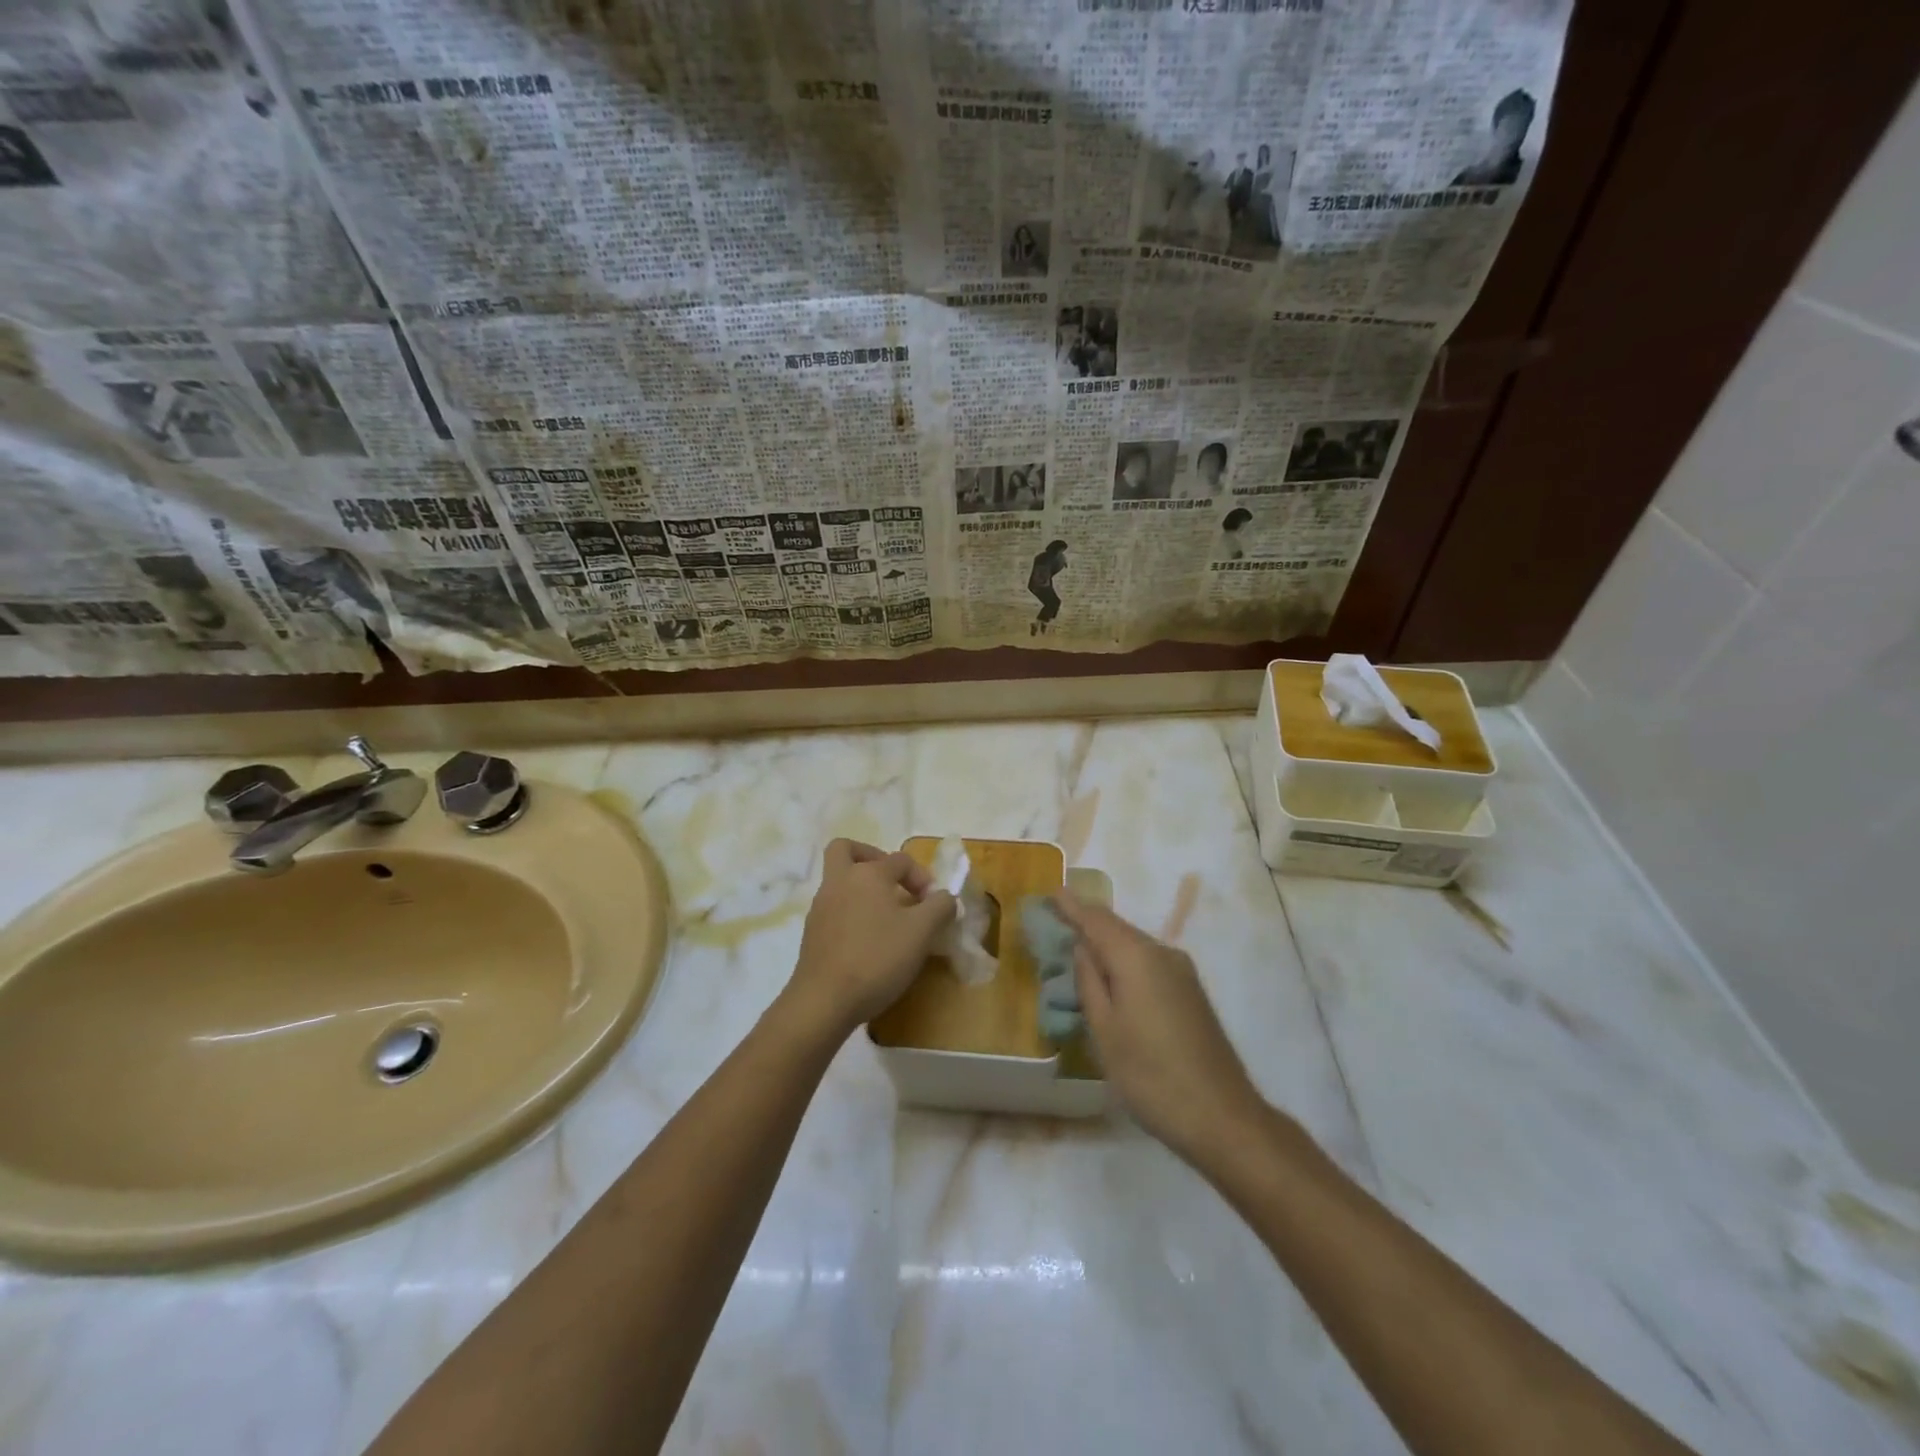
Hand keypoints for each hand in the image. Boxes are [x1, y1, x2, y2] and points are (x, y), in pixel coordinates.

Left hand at [786, 839, 954, 1037]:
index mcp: (867, 874)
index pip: (900, 860)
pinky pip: (834, 909)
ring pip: (840, 882)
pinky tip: (869, 941)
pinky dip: (852, 914)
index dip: (922, 877)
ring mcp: (820, 908)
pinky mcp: (811, 934)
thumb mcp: (922, 932)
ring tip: (887, 918)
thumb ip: (940, 907)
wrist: (824, 1001)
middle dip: (871, 857)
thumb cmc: (877, 958)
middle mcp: (839, 882)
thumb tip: (944, 897)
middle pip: (846, 850)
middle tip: (893, 882)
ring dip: (863, 890)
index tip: (933, 905)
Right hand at [1053, 893, 1265, 1164]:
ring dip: (1106, 944)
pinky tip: (1112, 978)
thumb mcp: (1104, 1031)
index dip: (1072, 906)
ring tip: (1077, 948)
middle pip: (1117, 928)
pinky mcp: (1191, 993)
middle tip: (1057, 921)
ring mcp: (1182, 973)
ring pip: (1135, 946)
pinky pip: (1149, 963)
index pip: (1096, 920)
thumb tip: (1082, 948)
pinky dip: (1124, 962)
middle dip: (1087, 923)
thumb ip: (1089, 982)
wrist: (1222, 1117)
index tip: (1051, 892)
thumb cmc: (1150, 1075)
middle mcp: (1162, 954)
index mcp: (1137, 958)